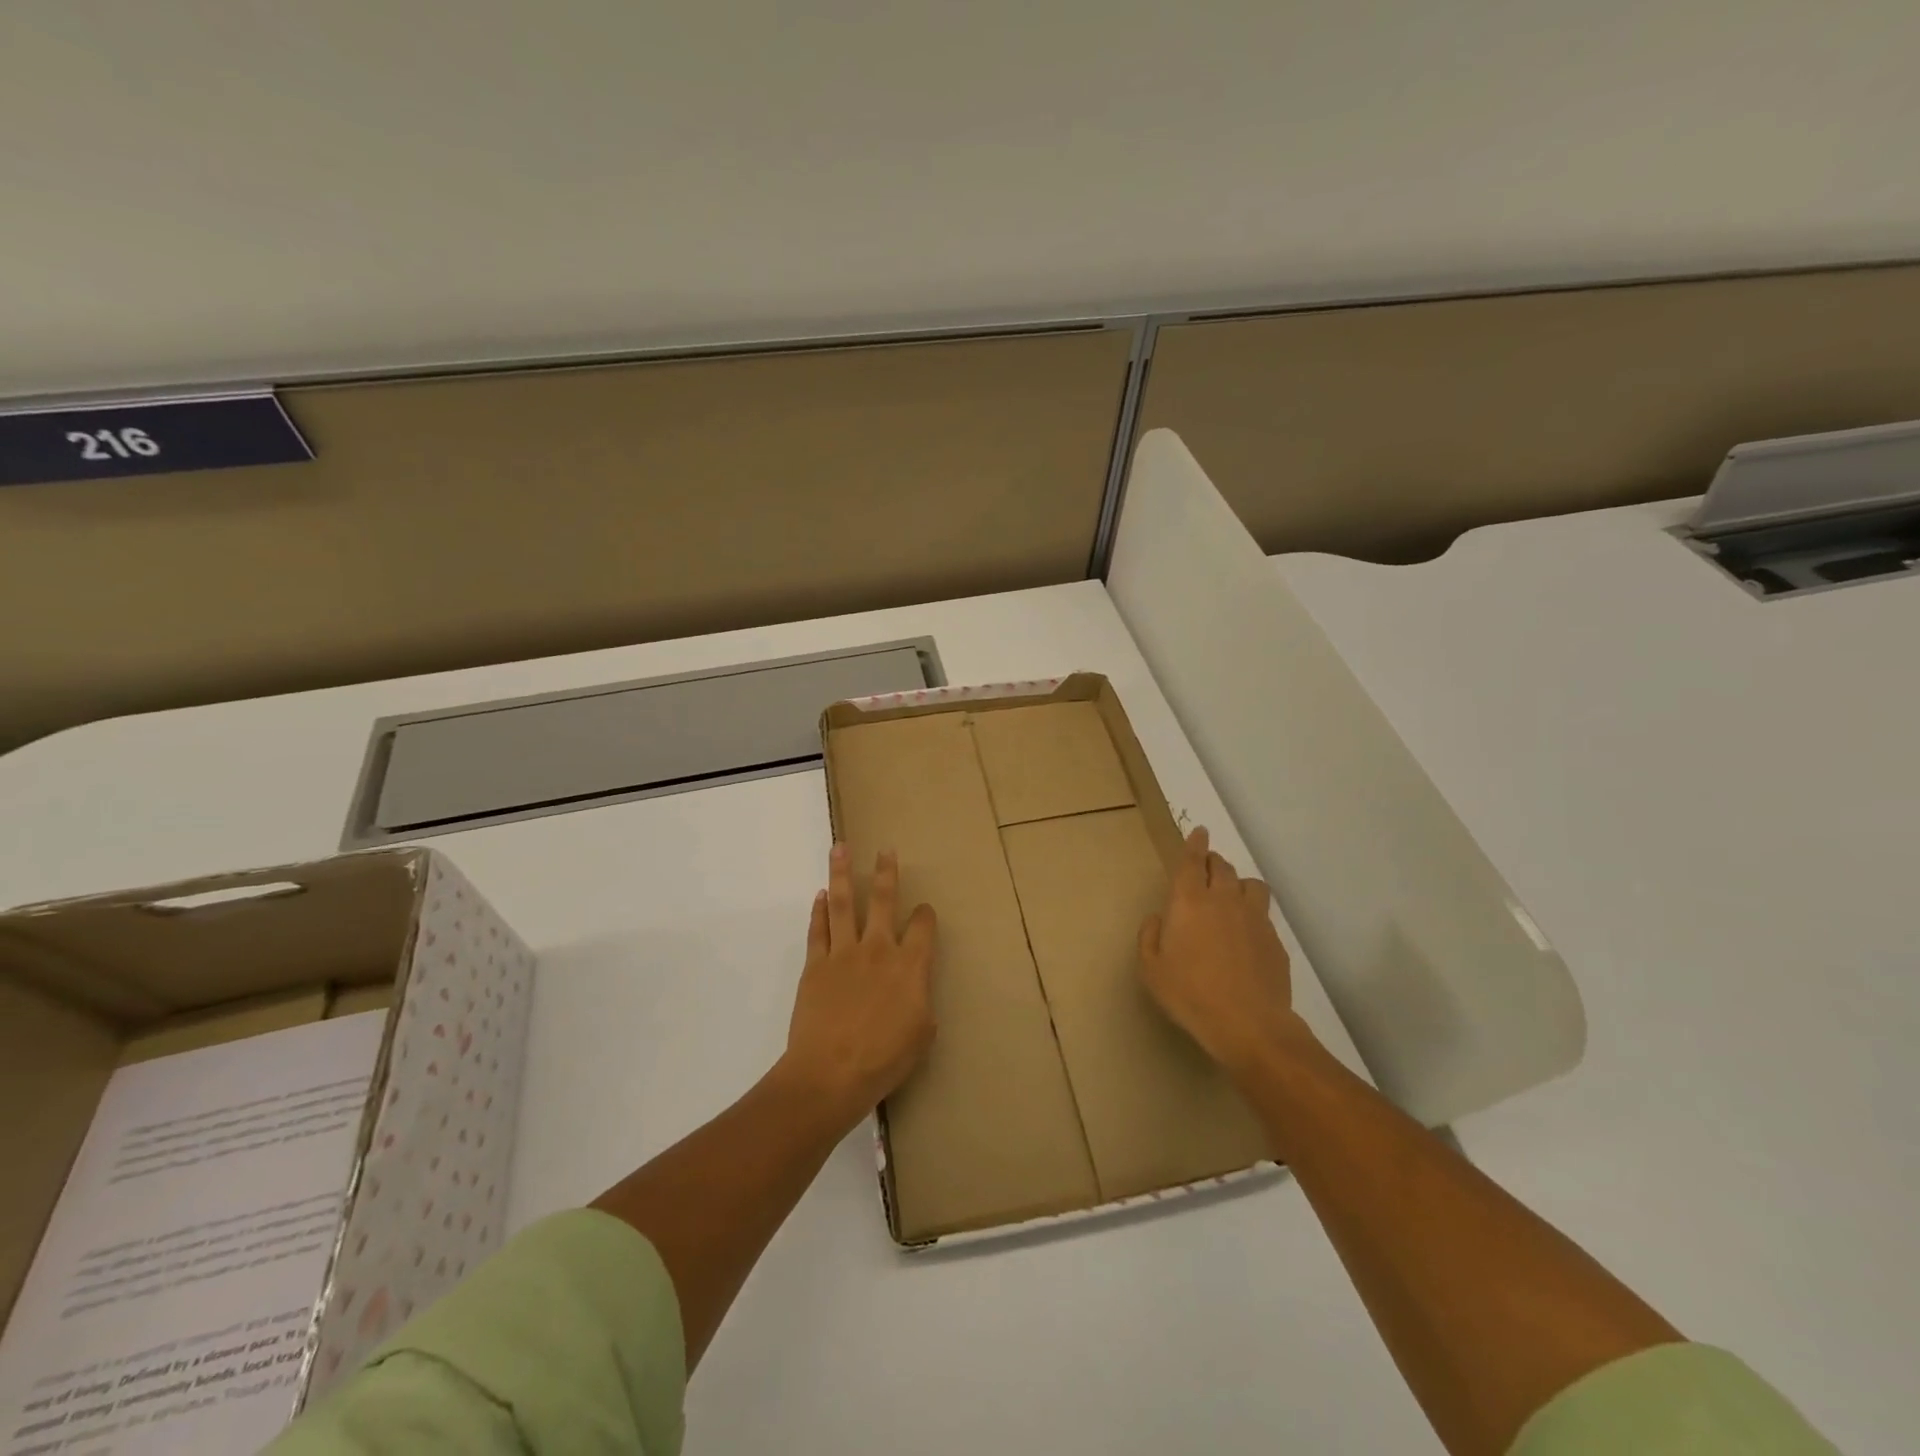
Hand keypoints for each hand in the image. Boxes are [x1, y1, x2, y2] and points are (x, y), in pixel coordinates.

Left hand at [780, 843, 937, 1128]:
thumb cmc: (884, 1059)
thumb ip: (921, 1001)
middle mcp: (878, 949)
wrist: (831, 1073)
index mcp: (910, 965)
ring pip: (843, 903)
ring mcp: (843, 953)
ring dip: (842, 874)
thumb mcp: (922, 1034)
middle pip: (883, 900)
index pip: (923, 926)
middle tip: (885, 850)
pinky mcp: (815, 965)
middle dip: (885, 872)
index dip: (925, 915)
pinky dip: (818, 911)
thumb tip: (914, 988)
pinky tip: (820, 895)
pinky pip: (818, 930)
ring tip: (840, 848)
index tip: (924, 912)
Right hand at [1139, 826, 1311, 1080]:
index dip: (1195, 844)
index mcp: (1189, 902)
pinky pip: (1263, 913)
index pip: (1192, 862)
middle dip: (1212, 861)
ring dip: (1237, 882)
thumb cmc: (1190, 994)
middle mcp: (1223, 900)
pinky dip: (1253, 912)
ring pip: (1249, 883)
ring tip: (1231, 895)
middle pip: (1222, 867)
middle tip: (1206, 867)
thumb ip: (1149, 937)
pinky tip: (1246, 933)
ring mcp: (1254, 918)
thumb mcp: (1151, 969)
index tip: (1200, 832)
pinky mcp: (1274, 939)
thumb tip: (1157, 918)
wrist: (1248, 1024)